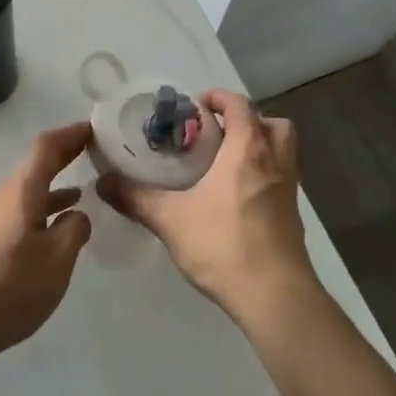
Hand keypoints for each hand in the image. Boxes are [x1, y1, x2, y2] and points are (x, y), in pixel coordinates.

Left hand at [0, 123, 94, 362]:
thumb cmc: (9, 286)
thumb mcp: (56, 260)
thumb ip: (73, 231)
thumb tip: (76, 214)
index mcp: (20, 191)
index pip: (46, 148)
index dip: (70, 135)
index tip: (93, 128)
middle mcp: (0, 197)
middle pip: (34, 168)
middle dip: (63, 160)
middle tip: (92, 155)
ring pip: (25, 195)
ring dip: (52, 191)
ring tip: (80, 195)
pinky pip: (15, 216)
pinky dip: (38, 213)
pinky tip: (49, 235)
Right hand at [96, 90, 314, 323]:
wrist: (274, 297)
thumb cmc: (223, 245)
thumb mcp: (170, 220)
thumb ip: (136, 198)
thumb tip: (102, 182)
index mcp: (248, 151)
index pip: (241, 106)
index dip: (221, 98)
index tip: (198, 104)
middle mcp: (274, 163)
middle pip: (273, 124)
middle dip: (249, 120)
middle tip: (218, 133)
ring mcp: (289, 192)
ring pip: (283, 153)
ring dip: (259, 148)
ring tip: (225, 163)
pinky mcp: (293, 218)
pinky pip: (281, 181)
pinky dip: (262, 177)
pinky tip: (234, 199)